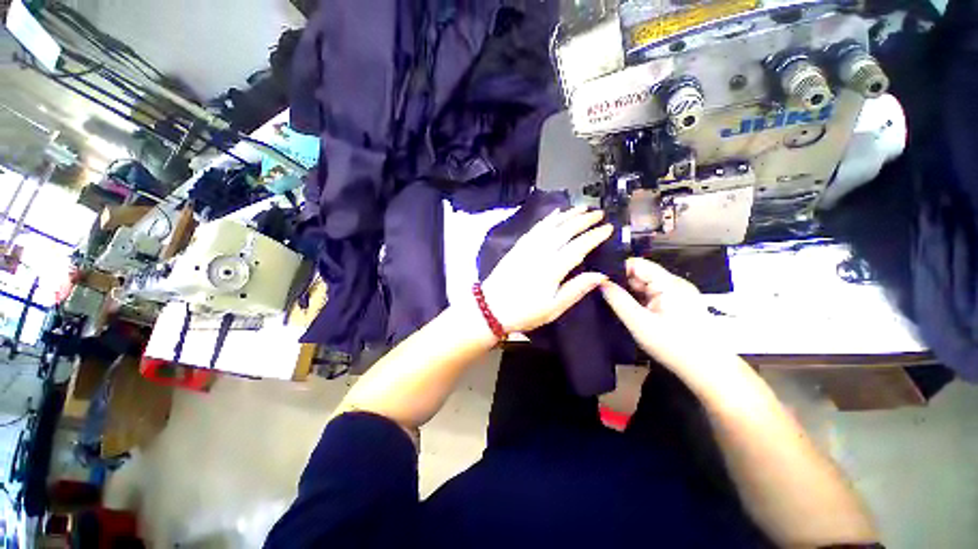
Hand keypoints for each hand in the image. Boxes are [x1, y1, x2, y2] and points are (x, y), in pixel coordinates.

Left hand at [481, 207, 613, 332]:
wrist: (490, 308)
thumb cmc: (523, 312)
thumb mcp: (553, 308)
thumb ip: (576, 290)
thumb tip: (600, 276)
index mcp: (552, 269)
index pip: (578, 247)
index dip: (594, 236)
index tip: (608, 228)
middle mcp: (541, 253)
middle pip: (565, 231)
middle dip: (584, 220)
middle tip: (599, 213)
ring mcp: (527, 247)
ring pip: (551, 225)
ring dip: (567, 215)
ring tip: (581, 208)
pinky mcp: (518, 246)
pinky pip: (535, 228)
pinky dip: (547, 219)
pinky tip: (554, 214)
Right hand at [599, 258, 709, 364]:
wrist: (710, 371)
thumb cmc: (674, 346)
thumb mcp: (639, 323)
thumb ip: (618, 300)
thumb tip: (601, 282)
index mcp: (668, 283)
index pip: (636, 263)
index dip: (616, 270)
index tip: (600, 283)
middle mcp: (675, 283)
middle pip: (641, 274)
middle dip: (622, 284)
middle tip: (605, 298)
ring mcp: (680, 294)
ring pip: (646, 286)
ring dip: (631, 294)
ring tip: (618, 307)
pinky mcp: (681, 304)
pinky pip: (654, 295)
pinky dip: (642, 302)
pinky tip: (635, 314)